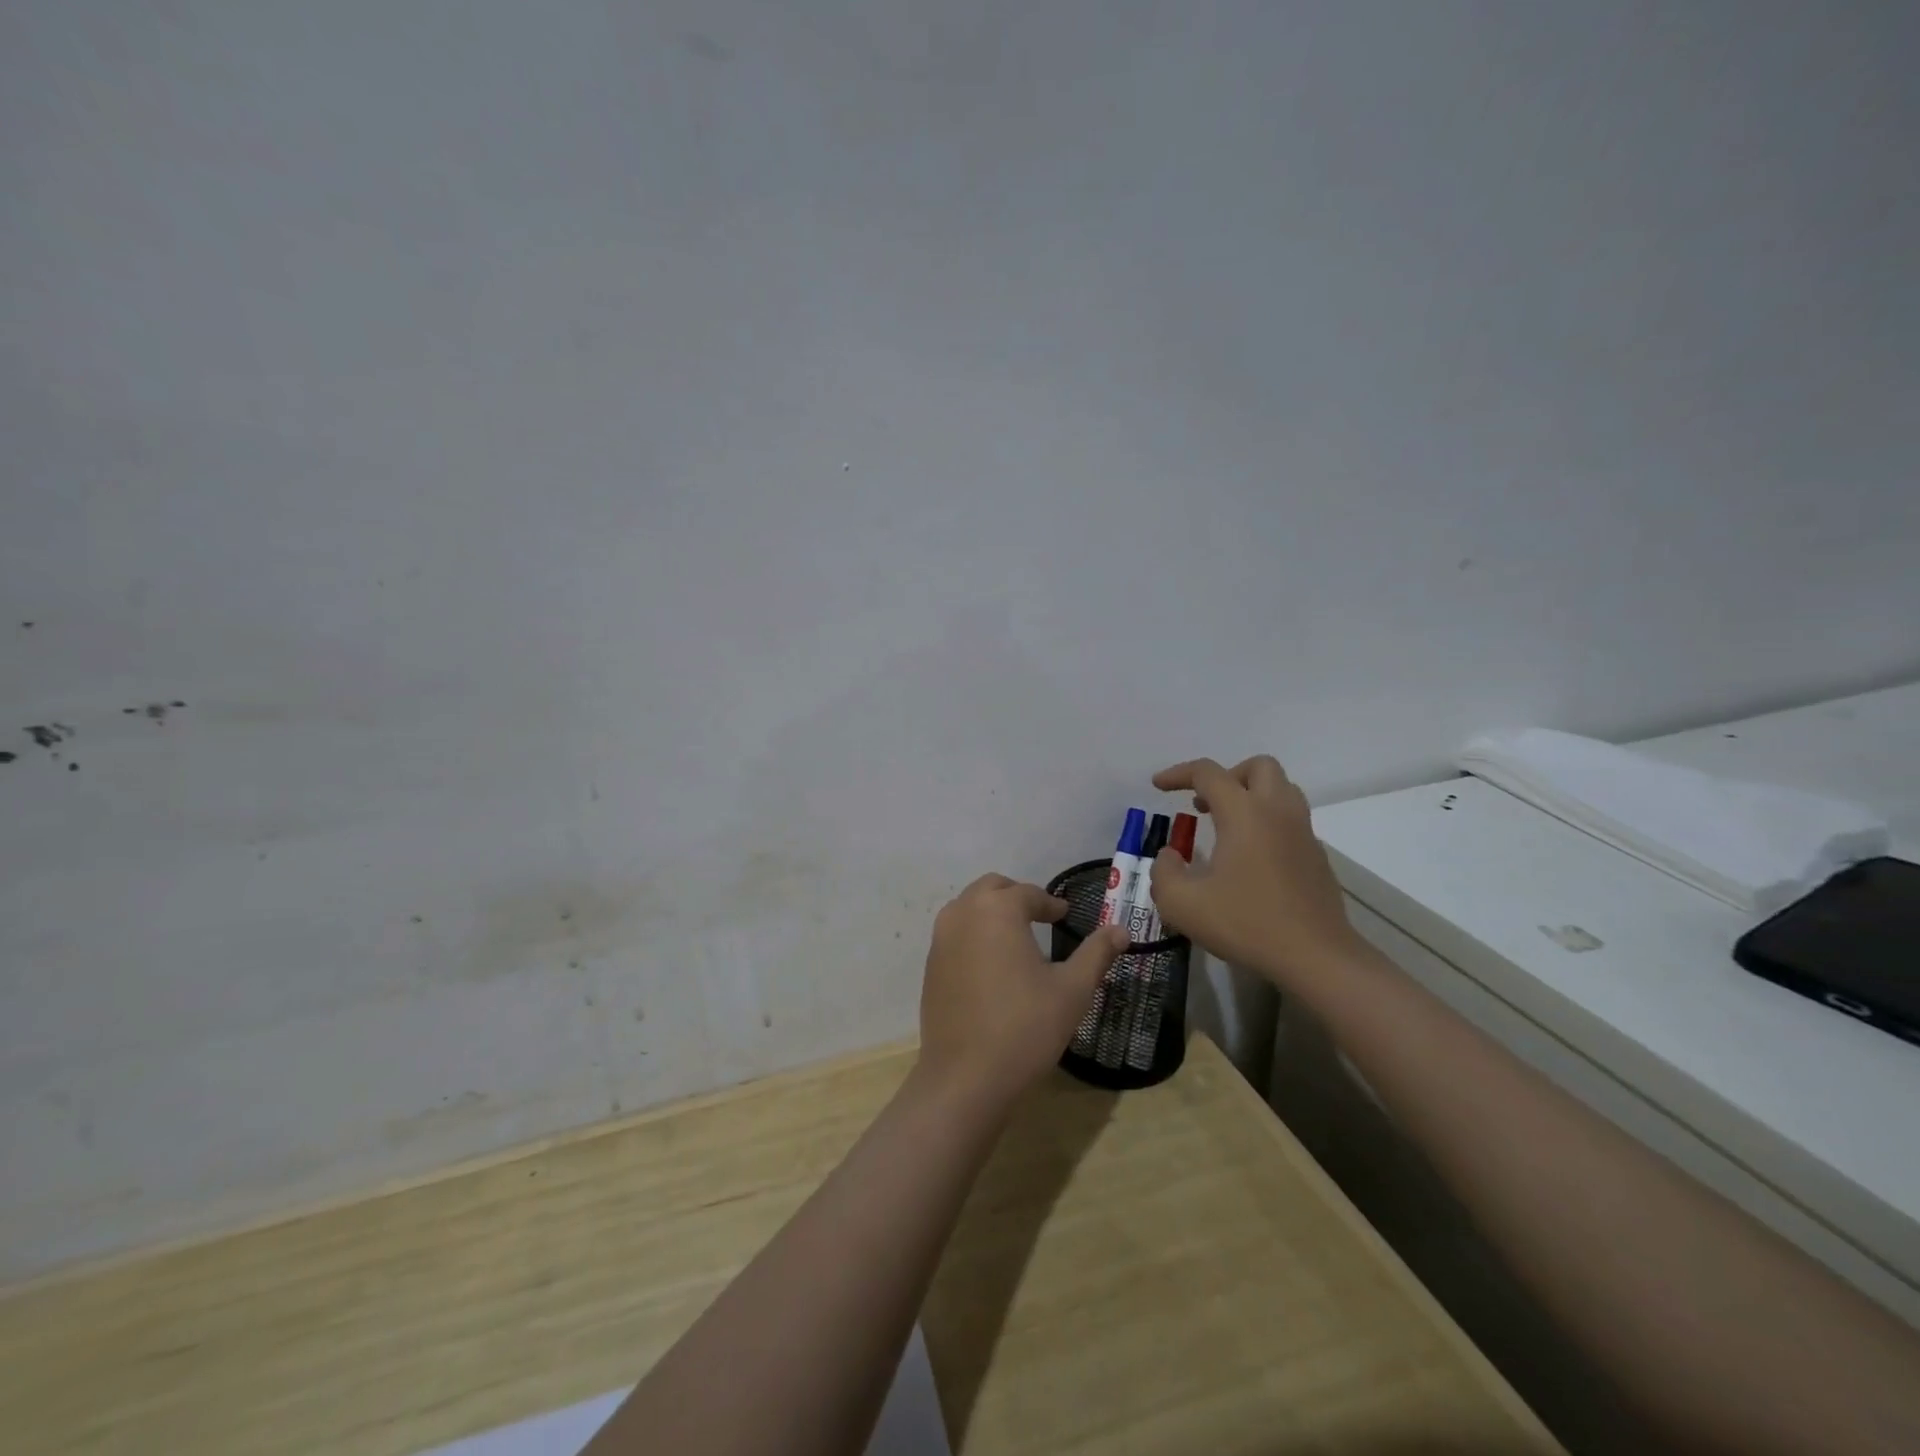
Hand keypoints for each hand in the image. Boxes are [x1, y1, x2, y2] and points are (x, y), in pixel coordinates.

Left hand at [917, 873, 1128, 1110]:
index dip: (1050, 903)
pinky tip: (992, 965)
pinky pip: (954, 934)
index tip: (1065, 915)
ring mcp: (941, 940)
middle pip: (992, 889)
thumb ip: (1097, 953)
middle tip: (1040, 916)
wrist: (965, 1077)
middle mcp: (963, 914)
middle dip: (1017, 896)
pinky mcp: (930, 966)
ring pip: (968, 908)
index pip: (1028, 893)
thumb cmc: (1025, 1028)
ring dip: (991, 912)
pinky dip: (974, 934)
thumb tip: (1121, 929)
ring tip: (1017, 937)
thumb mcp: (1072, 990)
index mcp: (997, 910)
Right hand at [1148, 756, 1363, 987]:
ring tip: (1226, 826)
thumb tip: (1169, 856)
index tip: (1157, 786)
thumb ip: (1164, 873)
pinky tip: (1250, 859)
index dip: (1178, 773)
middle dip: (1227, 776)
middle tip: (1204, 803)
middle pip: (1258, 766)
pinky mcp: (1317, 857)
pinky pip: (1291, 821)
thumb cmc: (1246, 923)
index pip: (1208, 772)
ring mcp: (1303, 833)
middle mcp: (1277, 812)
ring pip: (1281, 790)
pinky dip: (1267, 824)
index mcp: (1244, 813)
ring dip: (1251, 796)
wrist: (1316, 957)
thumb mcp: (1182, 904)